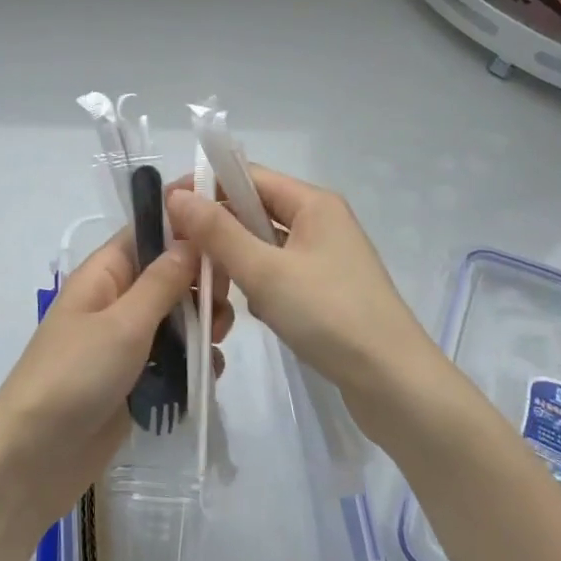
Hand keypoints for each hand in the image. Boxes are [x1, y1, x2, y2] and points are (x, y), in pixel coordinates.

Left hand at [0, 231, 230, 535]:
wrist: (34, 458)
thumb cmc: (74, 375)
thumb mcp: (123, 323)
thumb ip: (162, 281)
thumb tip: (191, 238)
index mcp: (105, 273)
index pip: (148, 230)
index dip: (185, 219)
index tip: (228, 218)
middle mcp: (117, 299)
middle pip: (170, 273)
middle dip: (201, 282)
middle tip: (223, 303)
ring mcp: (127, 341)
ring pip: (178, 317)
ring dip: (202, 324)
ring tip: (215, 342)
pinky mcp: (136, 378)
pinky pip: (174, 357)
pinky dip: (193, 361)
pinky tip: (207, 375)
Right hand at [167, 167, 435, 435]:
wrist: (394, 384)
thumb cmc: (330, 316)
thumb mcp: (266, 272)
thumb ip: (218, 232)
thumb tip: (177, 195)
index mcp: (312, 203)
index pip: (247, 176)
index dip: (205, 187)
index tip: (166, 210)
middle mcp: (320, 220)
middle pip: (254, 209)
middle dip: (217, 229)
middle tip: (180, 255)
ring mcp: (324, 256)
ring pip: (263, 244)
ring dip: (236, 260)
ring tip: (213, 286)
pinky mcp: (325, 288)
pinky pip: (278, 271)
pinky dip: (257, 283)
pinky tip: (247, 308)